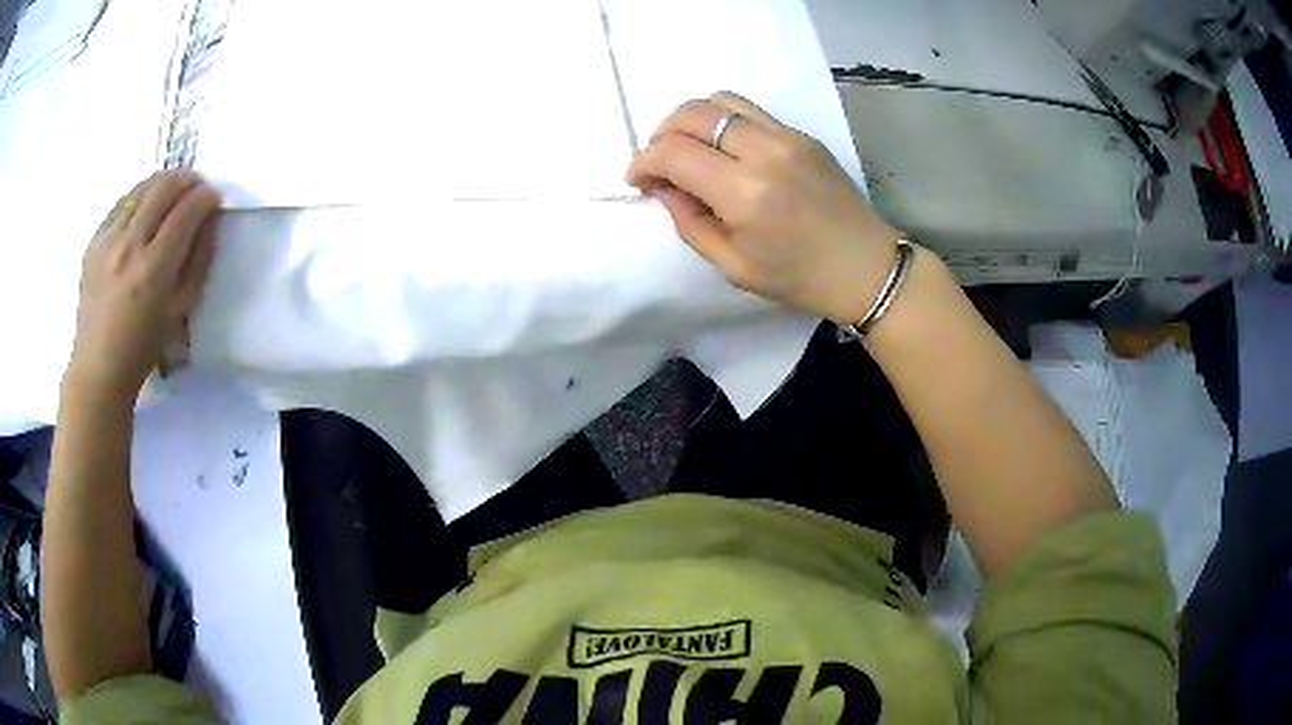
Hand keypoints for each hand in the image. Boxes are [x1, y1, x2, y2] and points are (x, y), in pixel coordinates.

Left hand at [67, 171, 220, 401]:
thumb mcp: (181, 309)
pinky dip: (139, 196)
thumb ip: (199, 259)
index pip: (187, 211)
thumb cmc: (144, 346)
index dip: (206, 197)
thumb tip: (209, 219)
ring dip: (163, 182)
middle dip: (187, 180)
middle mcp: (130, 246)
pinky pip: (121, 203)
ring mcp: (108, 240)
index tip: (214, 198)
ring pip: (141, 188)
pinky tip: (146, 205)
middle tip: (197, 186)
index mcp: (154, 269)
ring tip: (173, 189)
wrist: (99, 366)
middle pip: (164, 188)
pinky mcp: (94, 241)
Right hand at [625, 92, 902, 323]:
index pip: (674, 152)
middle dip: (662, 133)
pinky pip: (749, 110)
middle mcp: (764, 152)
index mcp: (744, 193)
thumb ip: (689, 222)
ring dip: (692, 120)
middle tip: (659, 162)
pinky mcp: (802, 134)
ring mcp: (788, 136)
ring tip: (688, 148)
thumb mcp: (732, 266)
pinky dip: (723, 121)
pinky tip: (724, 149)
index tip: (637, 180)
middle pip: (693, 113)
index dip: (643, 162)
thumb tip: (662, 186)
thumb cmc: (799, 278)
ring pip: (720, 100)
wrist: (866, 267)